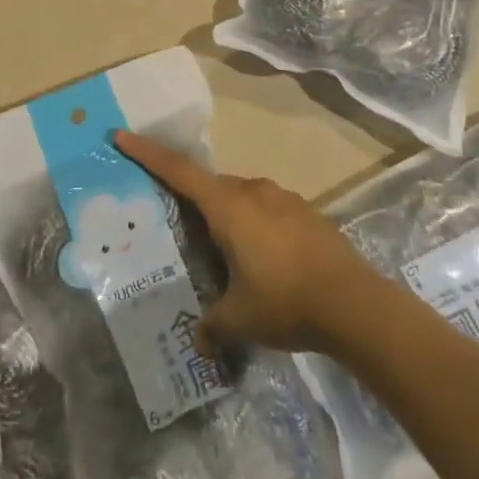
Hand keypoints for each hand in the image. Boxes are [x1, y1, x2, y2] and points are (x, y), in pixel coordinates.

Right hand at [115, 130, 376, 354]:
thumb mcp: (240, 320)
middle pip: (210, 187)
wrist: (356, 304)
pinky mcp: (306, 212)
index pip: (177, 171)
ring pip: (241, 198)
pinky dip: (256, 225)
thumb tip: (199, 343)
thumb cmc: (286, 302)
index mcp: (227, 207)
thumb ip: (212, 326)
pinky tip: (266, 260)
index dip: (147, 153)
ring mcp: (283, 198)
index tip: (121, 135)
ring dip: (228, 217)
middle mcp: (252, 191)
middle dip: (192, 202)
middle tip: (181, 228)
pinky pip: (267, 209)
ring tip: (227, 254)